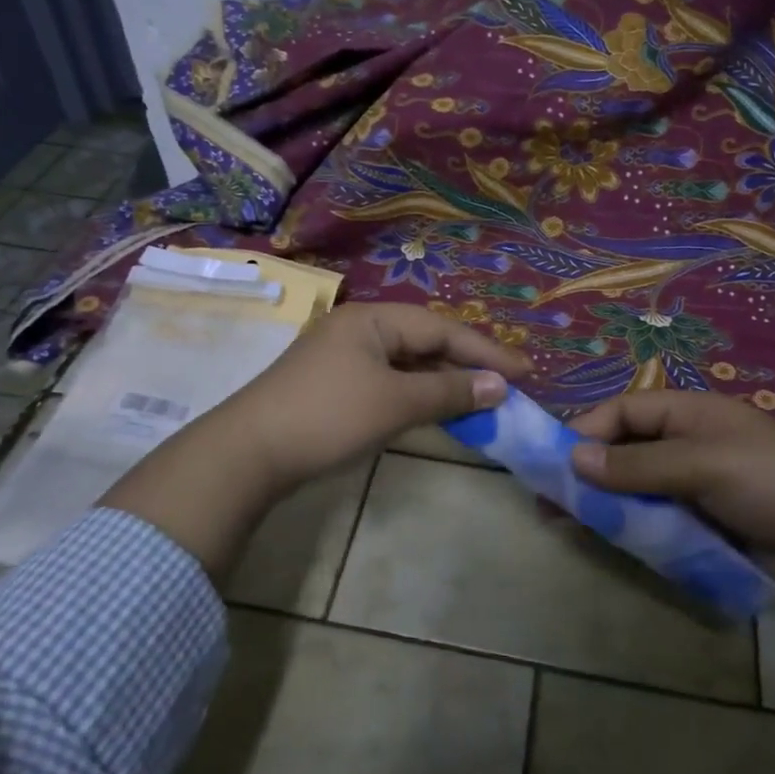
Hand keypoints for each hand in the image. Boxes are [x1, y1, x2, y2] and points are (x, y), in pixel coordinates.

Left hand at [218, 302, 532, 489]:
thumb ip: (449, 393)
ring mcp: (343, 358)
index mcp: (372, 319)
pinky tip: (436, 411)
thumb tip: (499, 387)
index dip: (486, 351)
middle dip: (467, 365)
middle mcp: (358, 329)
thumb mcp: (395, 403)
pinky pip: (389, 382)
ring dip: (443, 382)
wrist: (248, 454)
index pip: (442, 329)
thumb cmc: (328, 417)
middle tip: (508, 387)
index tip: (526, 372)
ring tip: (480, 401)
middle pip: (425, 342)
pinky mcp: (334, 386)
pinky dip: (417, 395)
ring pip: (407, 364)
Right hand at [571, 389, 774, 697]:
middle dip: (586, 472)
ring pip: (632, 487)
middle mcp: (683, 443)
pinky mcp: (700, 521)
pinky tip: (603, 541)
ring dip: (601, 503)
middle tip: (549, 502)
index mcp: (686, 412)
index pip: (621, 412)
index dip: (585, 431)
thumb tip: (574, 458)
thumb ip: (638, 464)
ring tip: (564, 525)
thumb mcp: (702, 464)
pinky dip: (628, 527)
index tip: (553, 461)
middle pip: (621, 450)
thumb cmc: (771, 480)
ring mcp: (691, 484)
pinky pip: (653, 518)